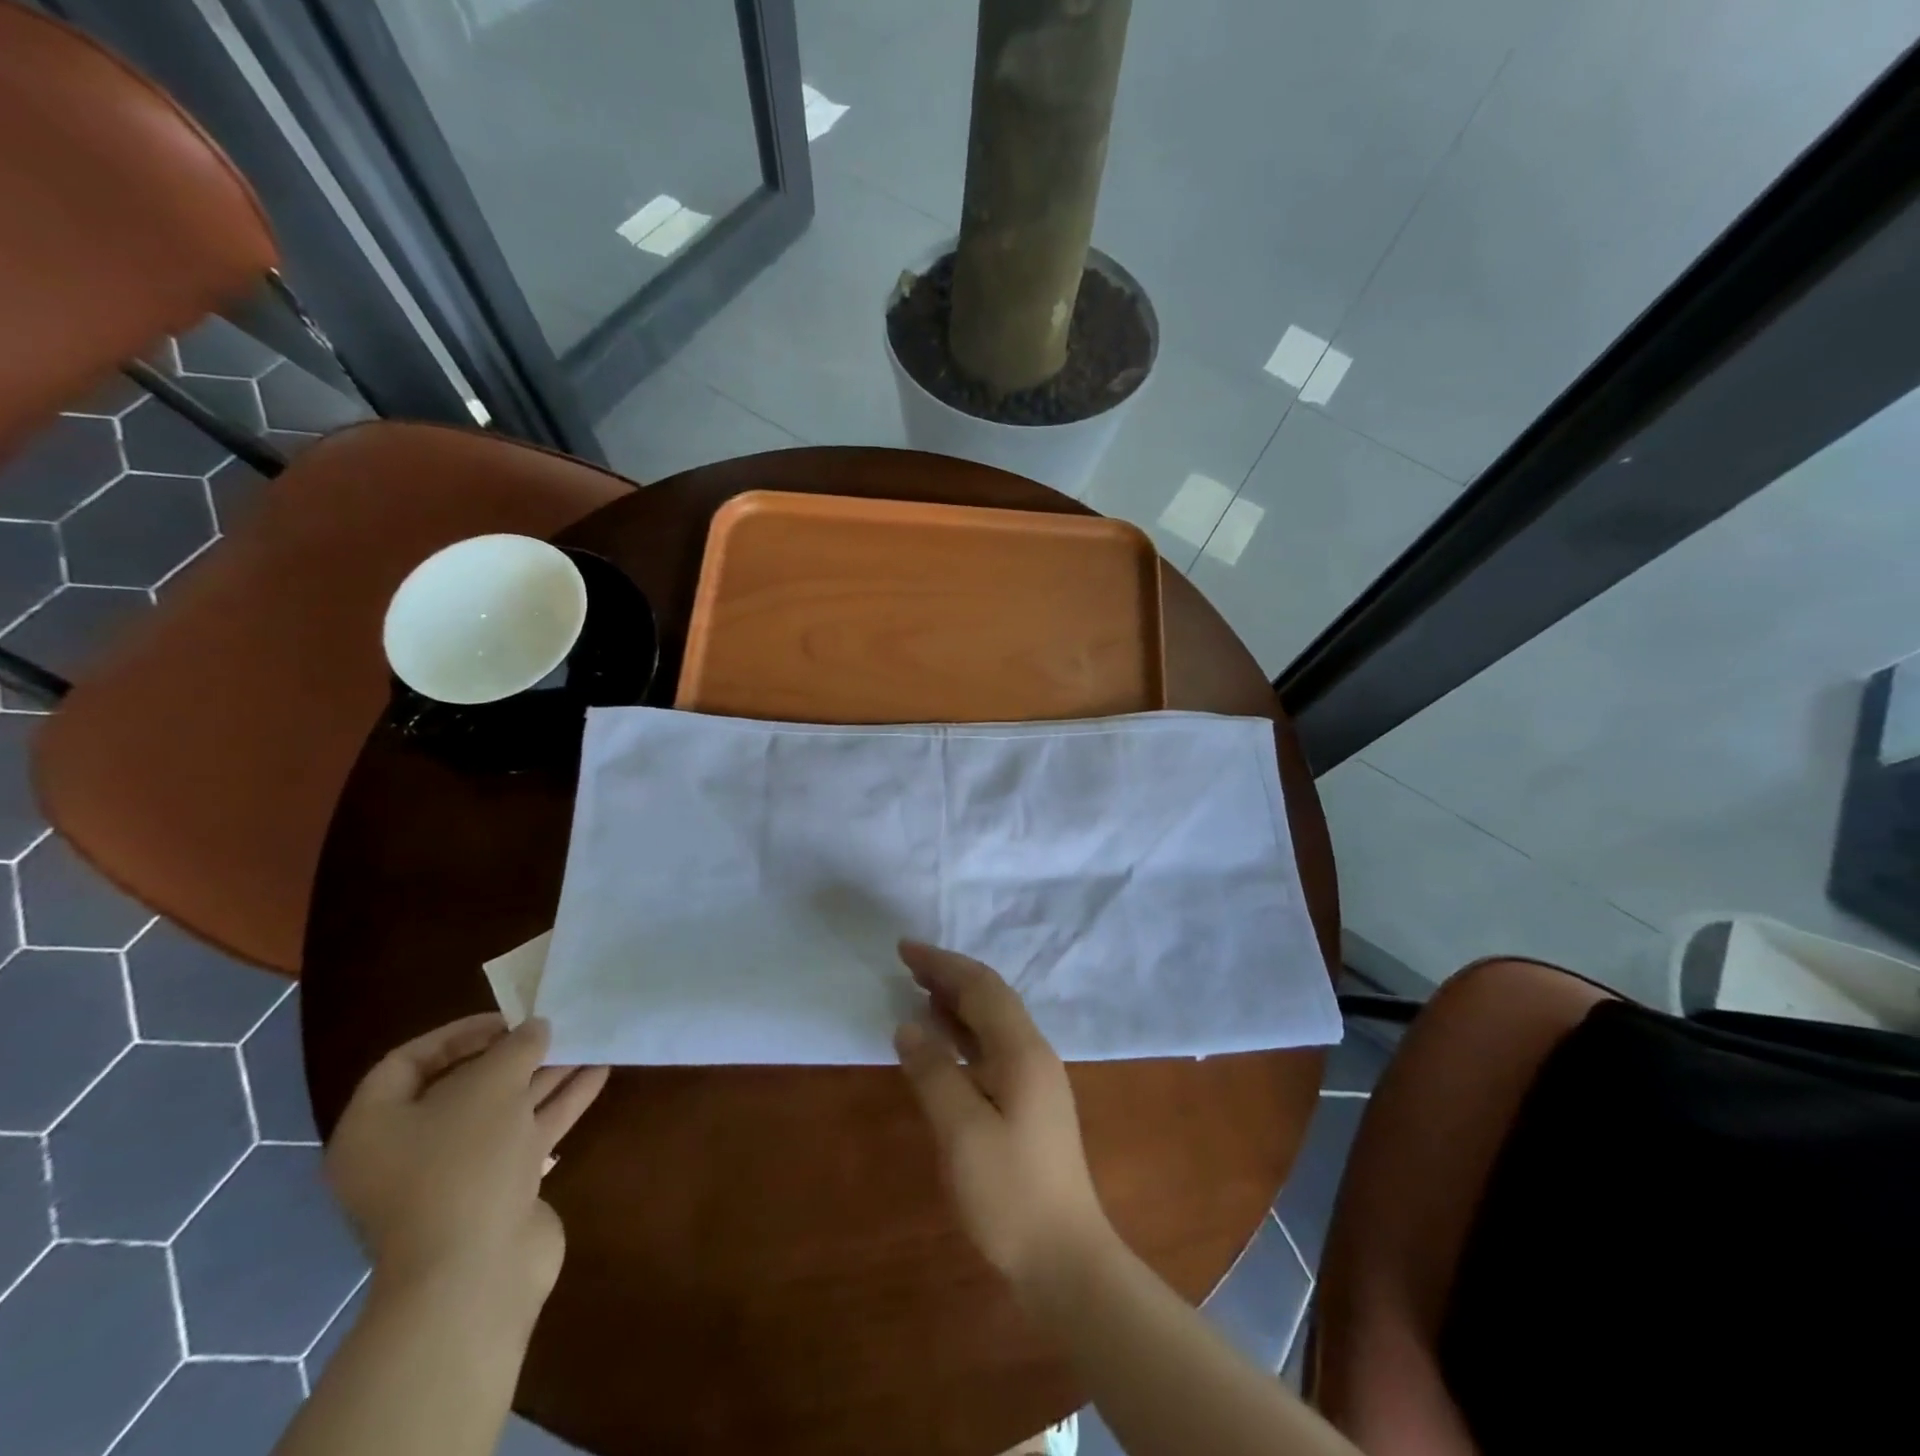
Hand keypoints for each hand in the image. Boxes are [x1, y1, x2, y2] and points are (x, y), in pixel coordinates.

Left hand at [326, 1014, 608, 1321]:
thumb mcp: (491, 1086)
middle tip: (552, 1028)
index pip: (408, 1062)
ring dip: (545, 1075)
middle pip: (462, 1086)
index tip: (508, 1019)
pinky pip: (525, 1135)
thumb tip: (536, 1028)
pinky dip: (558, 1104)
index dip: (458, 1033)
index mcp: (377, 1128)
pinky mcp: (495, 1193)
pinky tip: (597, 1074)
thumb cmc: (463, 1166)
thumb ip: (516, 1047)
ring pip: (502, 1110)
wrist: (476, 1275)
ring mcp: (454, 1176)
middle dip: (512, 1055)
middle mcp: (408, 1151)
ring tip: (587, 1042)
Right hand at [893, 942, 1114, 1294]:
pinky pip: (993, 1048)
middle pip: (990, 998)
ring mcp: (1036, 1079)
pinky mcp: (1031, 1103)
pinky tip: (945, 1044)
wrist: (1065, 1259)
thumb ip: (934, 1072)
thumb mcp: (962, 1132)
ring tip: (920, 994)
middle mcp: (1033, 1053)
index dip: (942, 964)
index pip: (980, 987)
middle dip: (950, 976)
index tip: (904, 949)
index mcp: (1022, 1050)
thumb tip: (907, 1026)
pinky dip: (965, 1034)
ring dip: (957, 1003)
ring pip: (993, 1022)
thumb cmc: (1010, 1193)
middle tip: (908, 965)